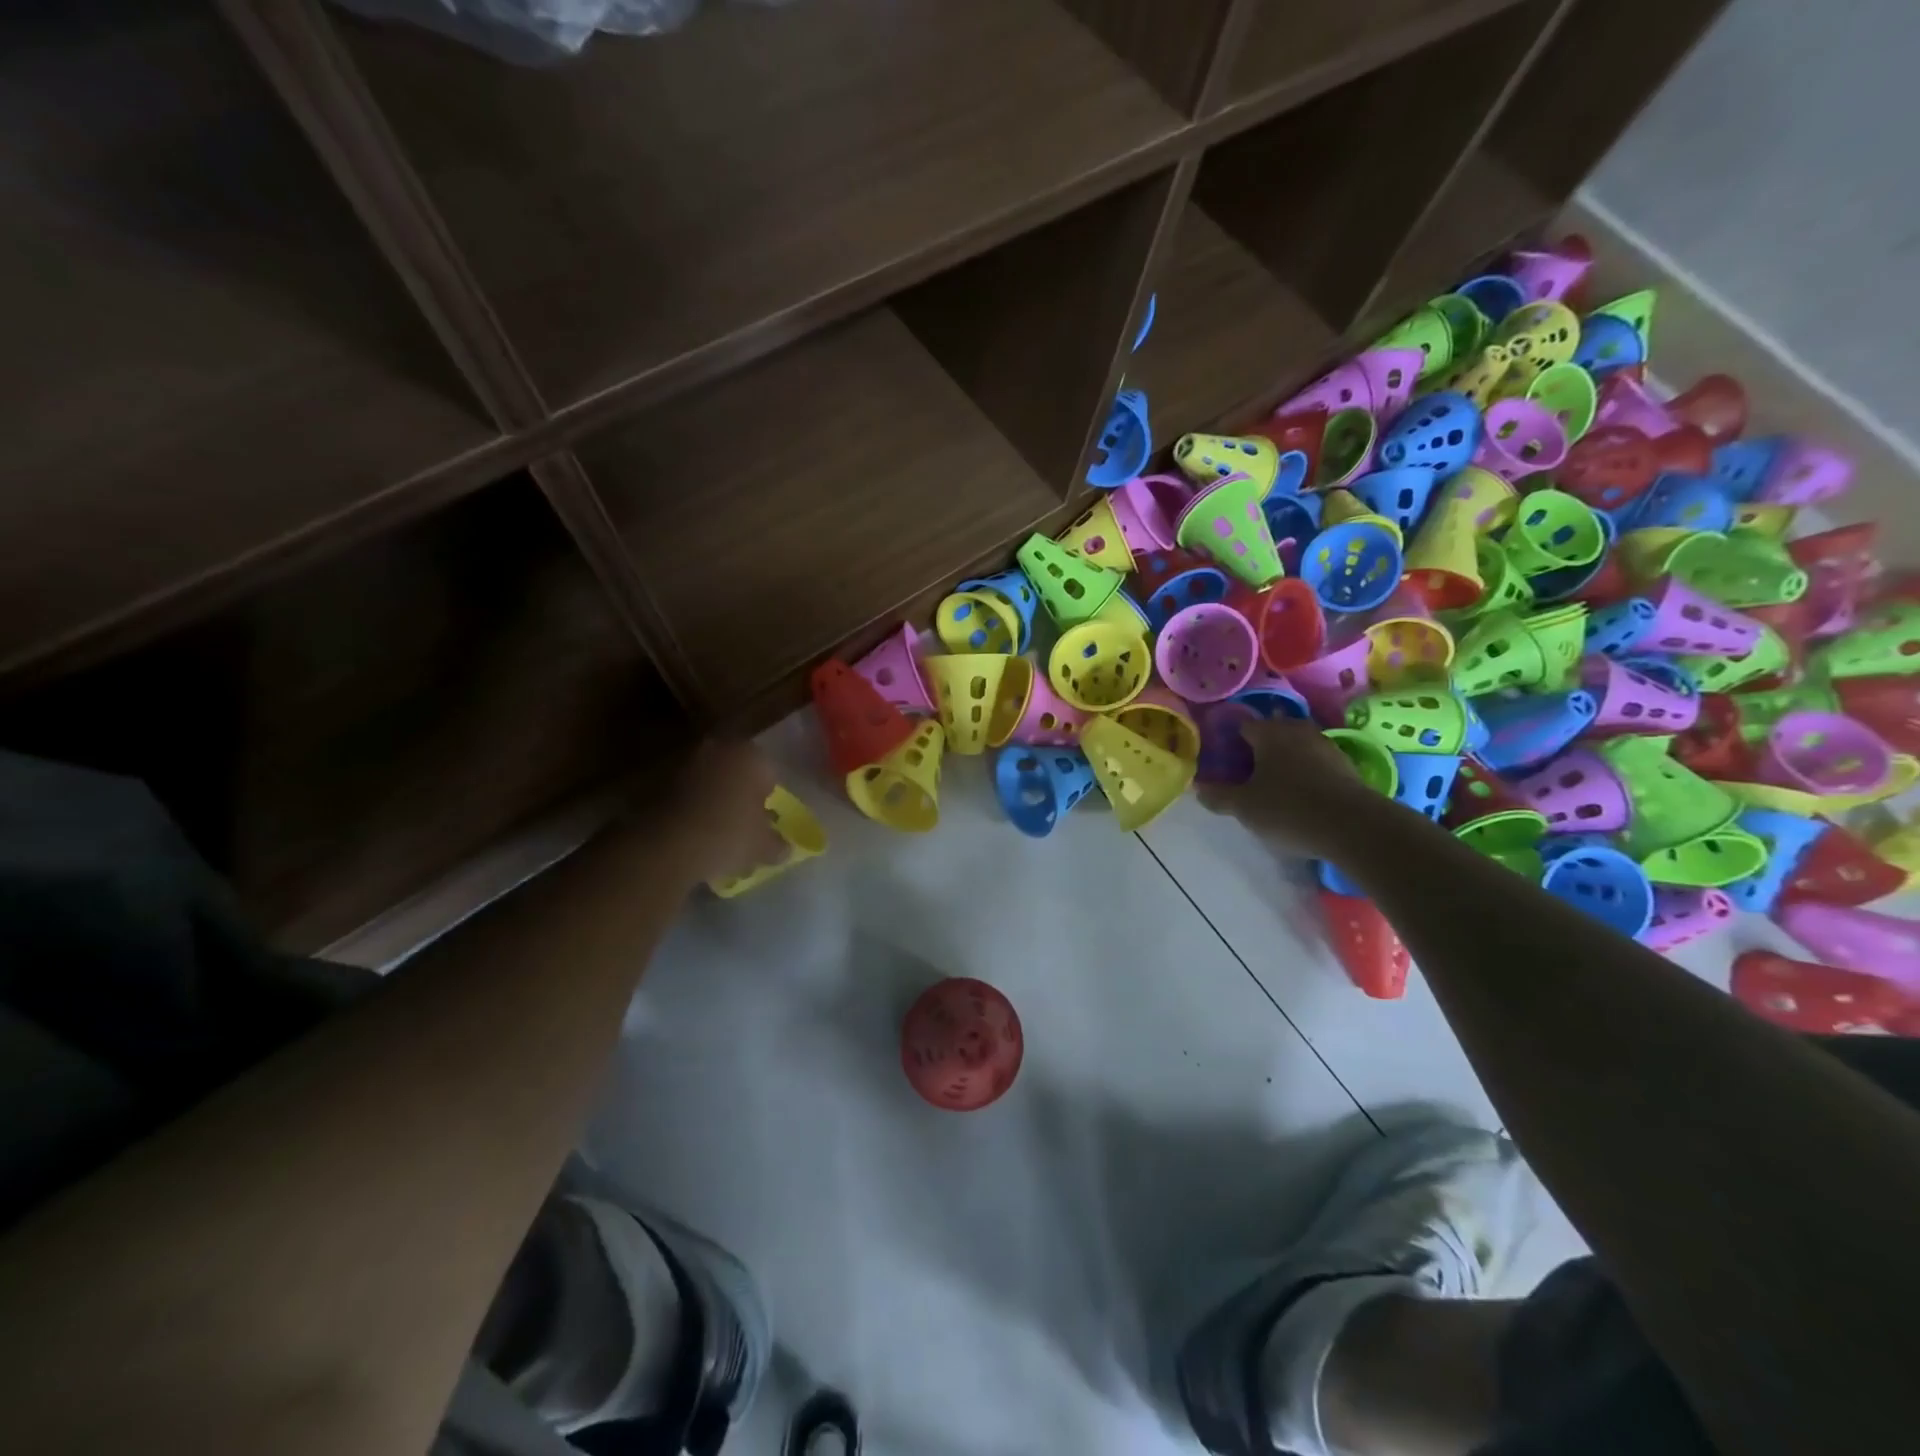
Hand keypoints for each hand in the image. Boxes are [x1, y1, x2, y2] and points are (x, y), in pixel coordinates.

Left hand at [632, 738, 784, 886]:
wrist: (667, 844)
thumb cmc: (729, 834)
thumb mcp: (763, 846)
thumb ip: (777, 844)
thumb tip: (784, 848)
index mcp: (749, 754)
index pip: (768, 772)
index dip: (768, 797)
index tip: (765, 820)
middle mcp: (717, 749)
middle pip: (736, 772)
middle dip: (740, 794)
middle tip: (743, 823)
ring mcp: (684, 763)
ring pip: (709, 781)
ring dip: (714, 799)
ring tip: (716, 832)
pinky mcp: (657, 781)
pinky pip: (685, 794)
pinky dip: (691, 809)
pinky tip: (693, 834)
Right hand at [1197, 716, 1391, 857]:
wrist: (1354, 826)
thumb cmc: (1288, 808)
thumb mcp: (1244, 807)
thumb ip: (1219, 796)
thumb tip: (1198, 788)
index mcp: (1268, 732)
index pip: (1242, 725)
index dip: (1229, 739)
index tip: (1221, 758)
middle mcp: (1297, 730)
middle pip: (1271, 732)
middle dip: (1257, 748)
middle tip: (1244, 772)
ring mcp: (1325, 745)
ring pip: (1295, 746)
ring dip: (1283, 760)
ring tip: (1271, 784)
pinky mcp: (1346, 765)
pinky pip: (1315, 762)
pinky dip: (1304, 772)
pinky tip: (1299, 794)